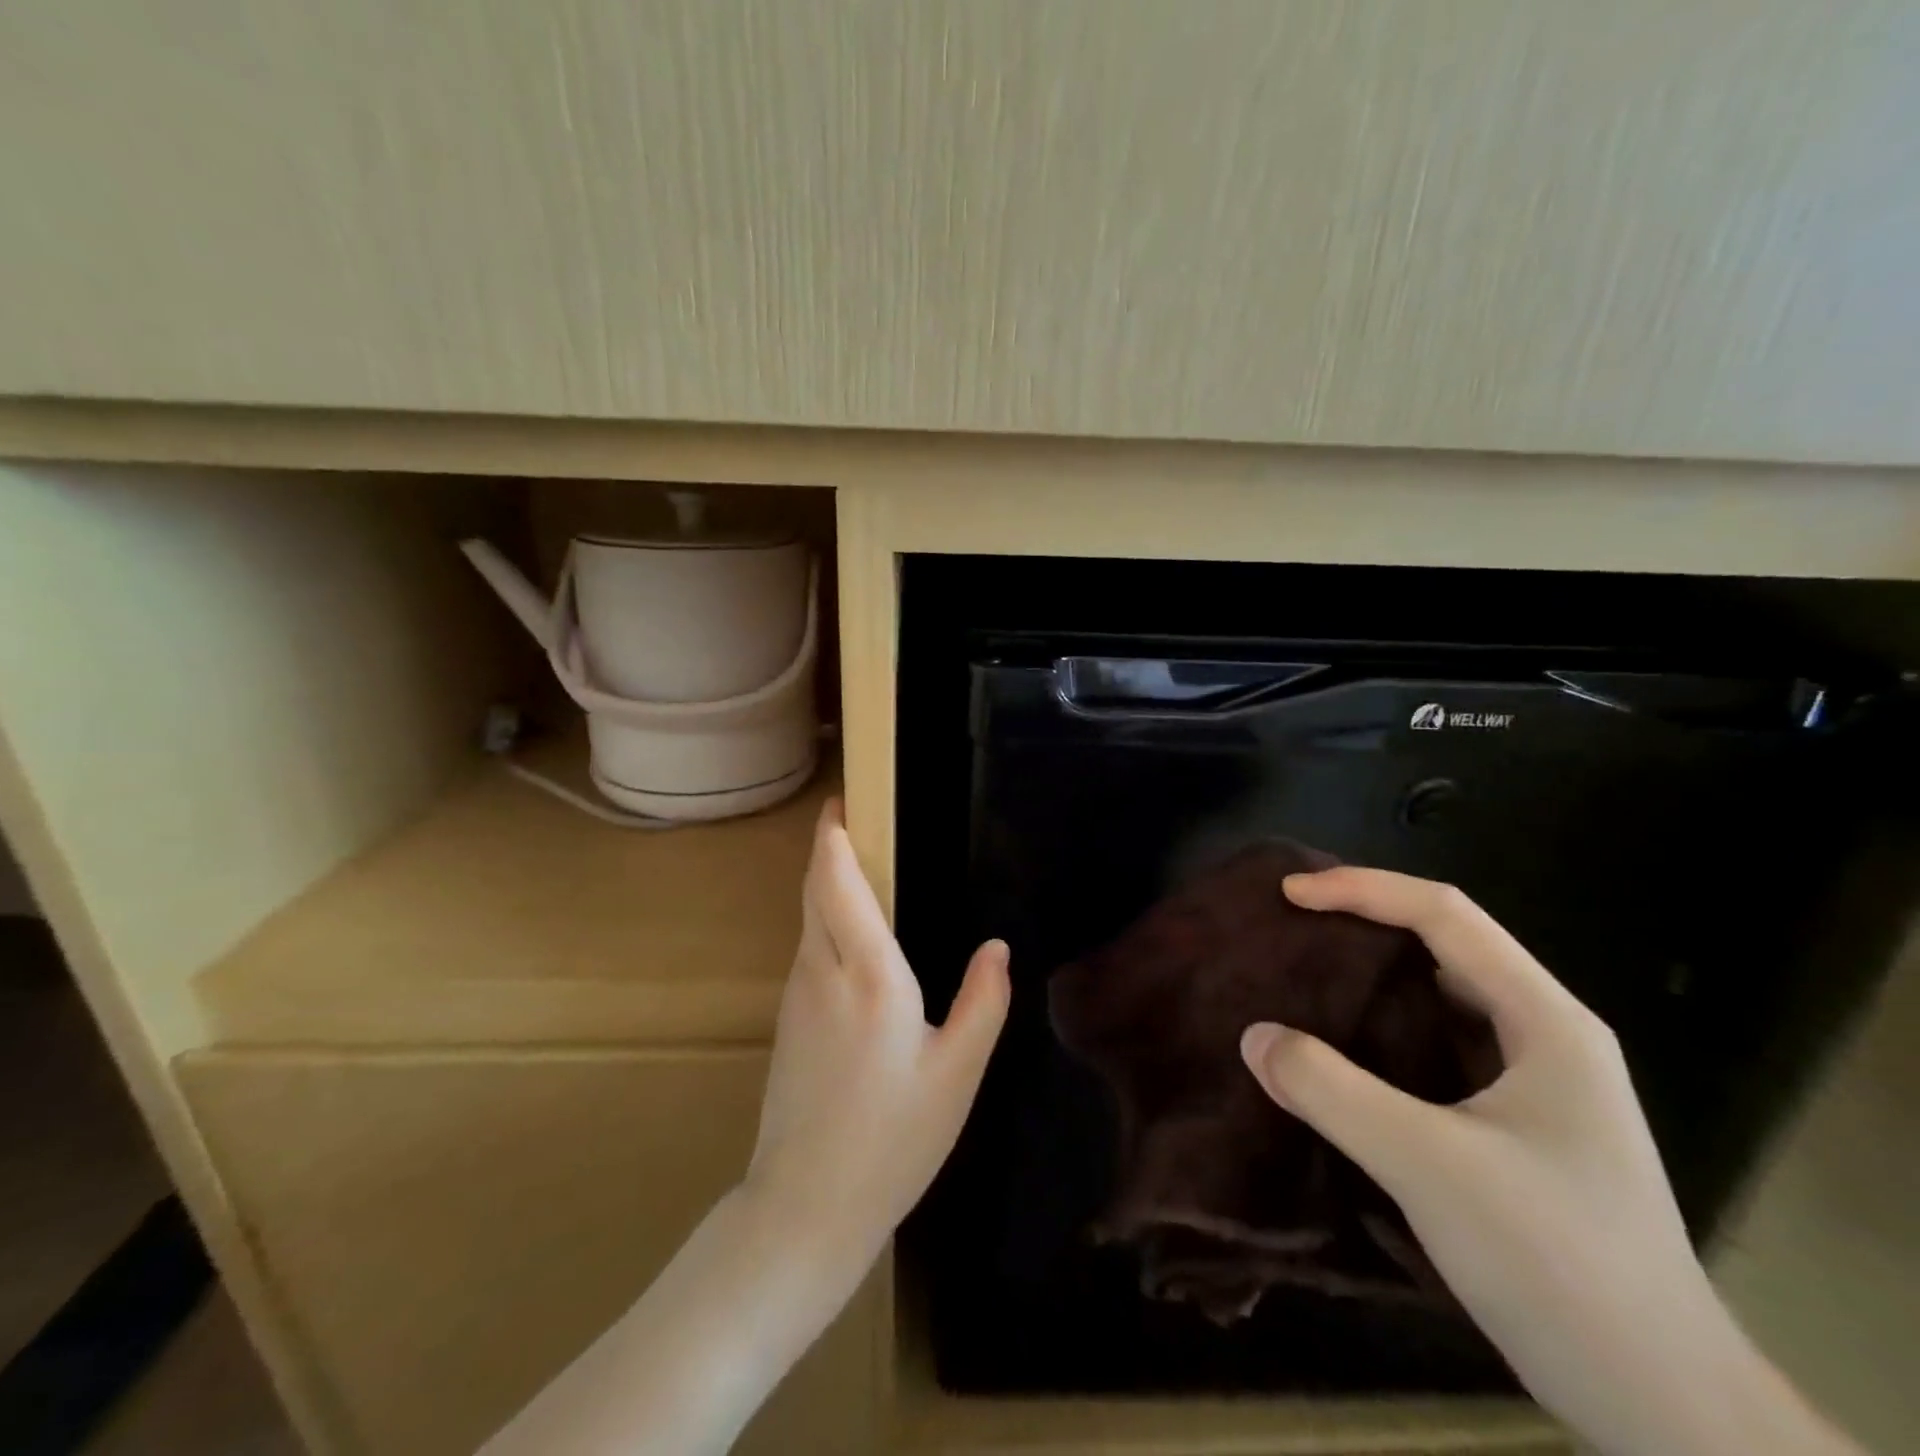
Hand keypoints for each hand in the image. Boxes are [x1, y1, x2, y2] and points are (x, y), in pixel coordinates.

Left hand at [743, 799, 1010, 1284]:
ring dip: (828, 883)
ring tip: (864, 869)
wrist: (805, 1206)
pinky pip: (807, 948)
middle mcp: (822, 970)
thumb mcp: (958, 1075)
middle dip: (830, 847)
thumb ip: (982, 1002)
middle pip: (816, 889)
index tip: (844, 802)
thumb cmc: (893, 1140)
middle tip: (859, 820)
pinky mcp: (786, 1018)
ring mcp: (796, 994)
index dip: (836, 836)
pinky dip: (825, 919)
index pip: (839, 881)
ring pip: (808, 918)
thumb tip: (995, 946)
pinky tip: (854, 937)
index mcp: (869, 975)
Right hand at [1241, 869, 1854, 1455]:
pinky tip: (1343, 1049)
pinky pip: (1437, 1045)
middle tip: (1290, 926)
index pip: (1445, 914)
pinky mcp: (1518, 1124)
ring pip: (1442, 995)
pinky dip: (1383, 1028)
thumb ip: (1332, 1092)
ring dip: (1373, 975)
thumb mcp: (1429, 1166)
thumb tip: (1253, 1037)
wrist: (1663, 1407)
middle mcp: (1545, 1034)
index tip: (1289, 894)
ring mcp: (1537, 1082)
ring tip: (1305, 975)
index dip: (1362, 890)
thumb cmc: (1557, 1263)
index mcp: (1545, 1020)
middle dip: (1365, 921)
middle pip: (1446, 943)